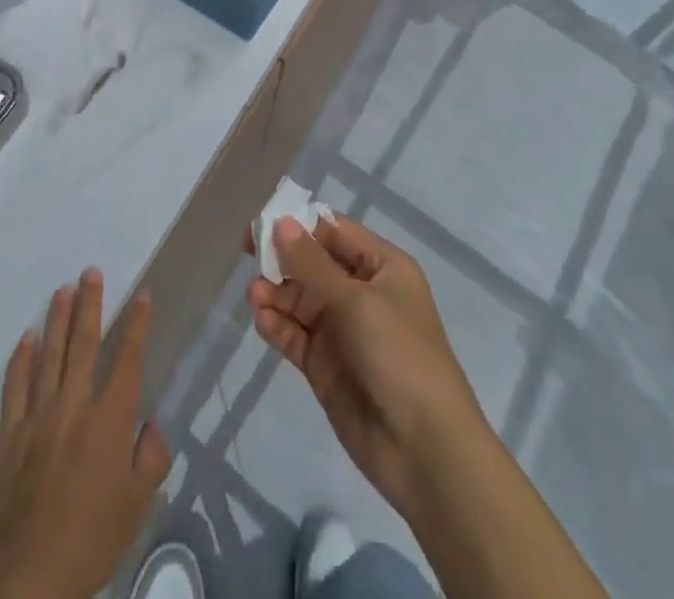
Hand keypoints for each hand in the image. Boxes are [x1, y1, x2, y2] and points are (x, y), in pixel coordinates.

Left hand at [0, 271, 169, 598]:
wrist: (26, 572)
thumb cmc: (90, 539)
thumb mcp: (136, 508)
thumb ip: (150, 460)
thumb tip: (152, 425)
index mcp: (110, 420)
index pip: (128, 359)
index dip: (137, 325)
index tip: (143, 295)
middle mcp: (74, 404)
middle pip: (84, 343)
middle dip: (90, 304)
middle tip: (91, 272)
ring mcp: (38, 414)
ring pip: (50, 353)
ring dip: (57, 319)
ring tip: (63, 289)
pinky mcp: (10, 430)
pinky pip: (15, 383)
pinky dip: (21, 357)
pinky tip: (27, 337)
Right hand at [247, 215, 484, 519]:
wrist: (425, 452)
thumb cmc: (400, 356)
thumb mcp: (357, 302)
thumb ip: (313, 264)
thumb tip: (280, 222)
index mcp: (382, 267)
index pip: (334, 232)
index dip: (299, 223)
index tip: (262, 221)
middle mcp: (361, 292)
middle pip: (312, 263)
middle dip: (282, 258)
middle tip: (248, 253)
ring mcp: (342, 330)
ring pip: (300, 299)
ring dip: (276, 294)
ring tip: (255, 297)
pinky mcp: (325, 366)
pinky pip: (295, 334)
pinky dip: (277, 325)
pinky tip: (262, 320)